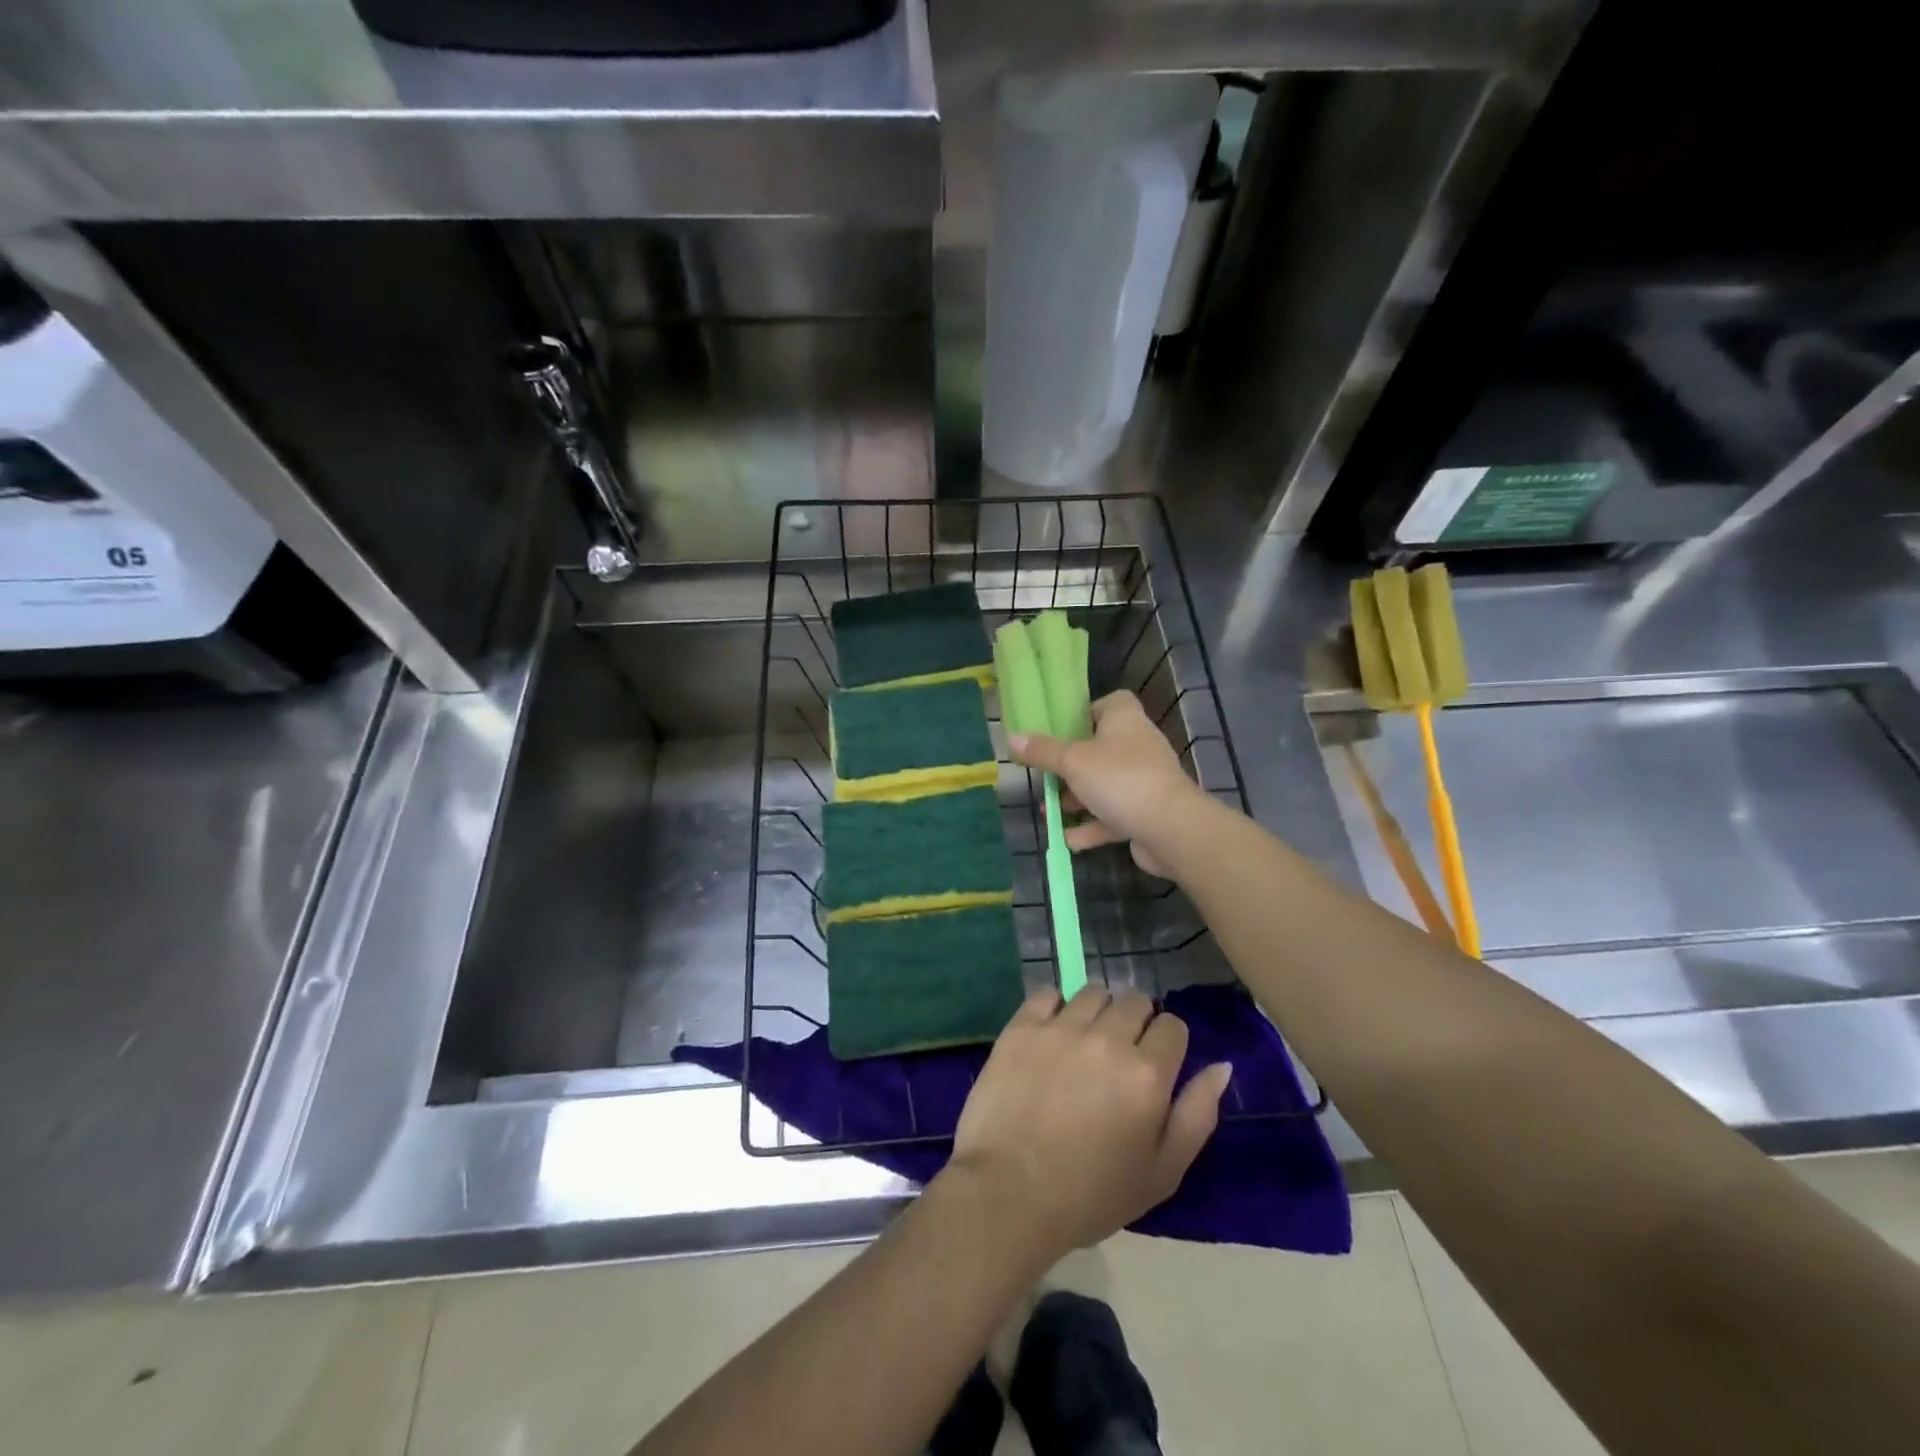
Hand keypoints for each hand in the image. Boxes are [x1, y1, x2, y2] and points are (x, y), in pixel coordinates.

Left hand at [946, 986, 1232, 1263]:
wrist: (1009, 1193)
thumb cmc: (1091, 1194)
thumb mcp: (1162, 1172)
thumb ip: (1197, 1114)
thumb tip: (1221, 1066)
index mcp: (1147, 1073)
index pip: (1172, 1026)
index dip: (1168, 1043)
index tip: (1154, 1065)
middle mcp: (1107, 1039)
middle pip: (1134, 1001)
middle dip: (1136, 1022)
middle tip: (1119, 1055)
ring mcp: (1061, 1028)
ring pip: (1093, 993)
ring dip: (1098, 1011)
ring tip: (1085, 1042)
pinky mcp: (1022, 1027)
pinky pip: (1048, 994)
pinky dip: (1055, 1007)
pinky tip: (1052, 1033)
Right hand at [1009, 690, 1202, 875]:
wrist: (1170, 828)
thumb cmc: (1119, 779)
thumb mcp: (1073, 761)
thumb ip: (1043, 751)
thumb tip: (1012, 737)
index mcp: (1124, 720)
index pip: (1110, 703)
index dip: (1086, 712)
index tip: (1061, 728)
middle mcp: (1138, 745)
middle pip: (1100, 747)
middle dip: (1071, 764)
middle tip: (1044, 774)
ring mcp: (1144, 780)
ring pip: (1105, 784)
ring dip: (1078, 798)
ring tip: (1048, 810)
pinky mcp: (1146, 812)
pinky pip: (1113, 815)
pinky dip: (1092, 827)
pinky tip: (1067, 840)